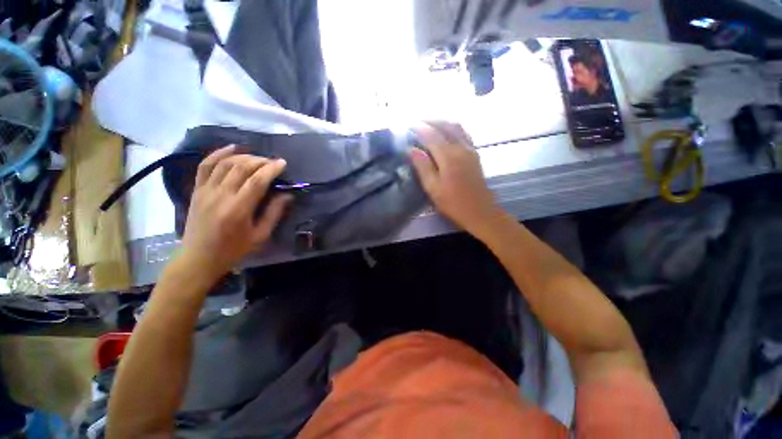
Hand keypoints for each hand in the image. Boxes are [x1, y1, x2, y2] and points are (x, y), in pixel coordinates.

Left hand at [179, 146, 292, 283]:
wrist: (198, 258)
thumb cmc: (233, 250)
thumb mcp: (260, 236)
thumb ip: (274, 213)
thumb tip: (287, 195)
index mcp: (238, 209)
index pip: (257, 181)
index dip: (271, 169)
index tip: (282, 163)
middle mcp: (220, 196)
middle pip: (241, 168)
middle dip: (260, 161)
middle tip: (273, 162)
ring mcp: (206, 191)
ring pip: (225, 163)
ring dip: (244, 156)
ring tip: (258, 158)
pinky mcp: (197, 190)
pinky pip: (205, 166)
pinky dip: (218, 154)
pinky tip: (231, 148)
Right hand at [410, 122, 504, 237]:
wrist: (480, 211)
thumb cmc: (453, 203)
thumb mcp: (433, 188)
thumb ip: (422, 166)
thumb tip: (411, 149)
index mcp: (448, 157)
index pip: (431, 135)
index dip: (419, 128)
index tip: (408, 125)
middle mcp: (461, 148)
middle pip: (445, 125)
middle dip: (430, 120)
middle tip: (416, 121)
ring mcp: (470, 149)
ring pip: (456, 127)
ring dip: (442, 121)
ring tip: (429, 123)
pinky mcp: (475, 154)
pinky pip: (463, 133)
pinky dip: (452, 127)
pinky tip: (446, 131)